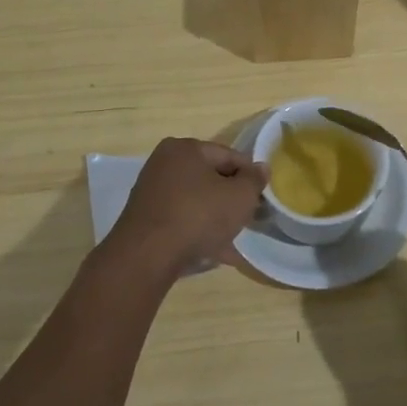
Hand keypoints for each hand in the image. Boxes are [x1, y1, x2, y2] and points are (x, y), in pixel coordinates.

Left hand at [107, 137, 267, 279]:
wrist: (146, 257)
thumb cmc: (198, 216)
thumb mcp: (239, 197)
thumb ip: (254, 180)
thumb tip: (261, 168)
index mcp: (185, 148)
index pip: (229, 155)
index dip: (249, 175)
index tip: (261, 197)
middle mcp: (164, 164)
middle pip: (210, 178)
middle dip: (231, 198)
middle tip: (248, 218)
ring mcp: (151, 192)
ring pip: (196, 201)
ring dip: (215, 218)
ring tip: (233, 241)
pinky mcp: (145, 219)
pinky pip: (181, 220)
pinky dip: (197, 232)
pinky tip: (213, 253)